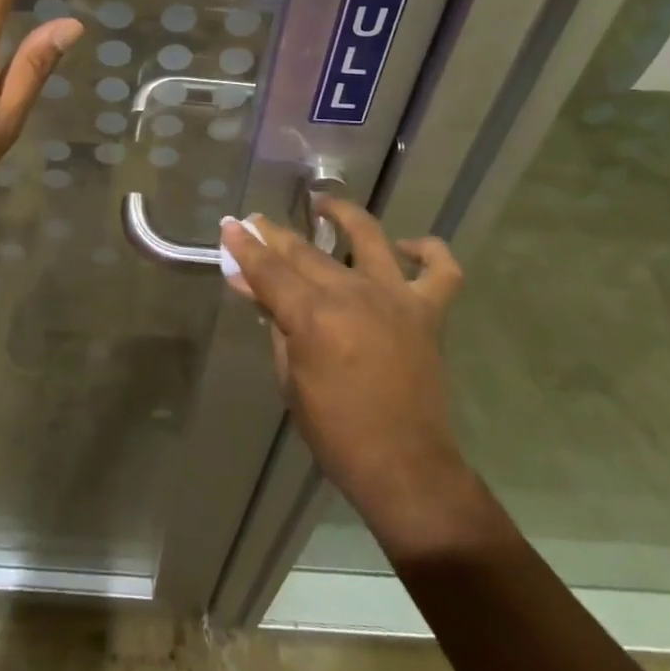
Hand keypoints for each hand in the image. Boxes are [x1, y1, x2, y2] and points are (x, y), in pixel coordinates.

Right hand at [221, 199, 481, 559]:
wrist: (403, 466)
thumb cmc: (335, 431)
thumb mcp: (289, 377)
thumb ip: (274, 321)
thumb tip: (250, 284)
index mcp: (314, 316)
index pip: (269, 270)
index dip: (245, 247)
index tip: (230, 226)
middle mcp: (354, 294)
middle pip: (305, 252)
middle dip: (274, 234)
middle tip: (255, 223)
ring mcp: (395, 298)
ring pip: (368, 238)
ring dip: (343, 215)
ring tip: (323, 205)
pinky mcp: (428, 312)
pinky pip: (440, 270)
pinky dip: (427, 251)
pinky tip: (404, 247)